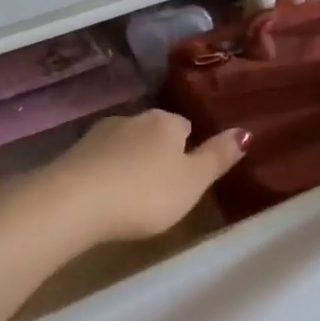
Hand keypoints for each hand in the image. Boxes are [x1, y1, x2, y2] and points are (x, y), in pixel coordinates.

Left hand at [40, 111, 247, 244]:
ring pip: (126, 143)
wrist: (74, 202)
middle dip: (159, 153)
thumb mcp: (192, 182)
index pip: (185, 126)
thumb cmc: (144, 194)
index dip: (189, 149)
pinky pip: (101, 158)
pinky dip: (107, 171)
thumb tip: (245, 131)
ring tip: (133, 192)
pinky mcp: (74, 152)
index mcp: (166, 122)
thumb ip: (218, 157)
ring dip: (131, 161)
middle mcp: (133, 118)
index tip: (188, 174)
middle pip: (154, 132)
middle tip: (163, 187)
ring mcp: (100, 133)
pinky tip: (105, 193)